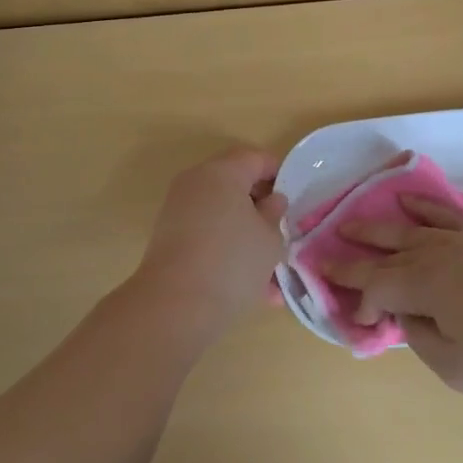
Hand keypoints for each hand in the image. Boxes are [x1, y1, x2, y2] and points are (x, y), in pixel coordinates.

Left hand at [126, 147, 286, 339]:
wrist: (175, 305)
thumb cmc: (233, 261)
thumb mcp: (270, 238)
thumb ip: (274, 214)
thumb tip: (272, 200)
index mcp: (222, 172)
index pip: (255, 158)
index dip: (278, 172)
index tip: (294, 195)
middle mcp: (196, 183)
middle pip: (234, 183)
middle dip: (260, 206)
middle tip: (281, 229)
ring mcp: (178, 210)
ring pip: (221, 215)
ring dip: (246, 235)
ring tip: (271, 273)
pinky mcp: (168, 239)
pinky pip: (207, 236)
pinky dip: (228, 252)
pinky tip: (252, 288)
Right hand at [324, 195, 462, 397]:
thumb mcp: (457, 367)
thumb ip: (420, 337)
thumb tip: (405, 314)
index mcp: (423, 285)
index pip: (375, 287)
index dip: (359, 301)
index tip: (360, 320)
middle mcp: (435, 253)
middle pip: (384, 253)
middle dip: (353, 256)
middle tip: (323, 253)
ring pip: (409, 229)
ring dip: (377, 228)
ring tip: (350, 224)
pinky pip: (445, 213)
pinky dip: (422, 206)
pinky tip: (407, 201)